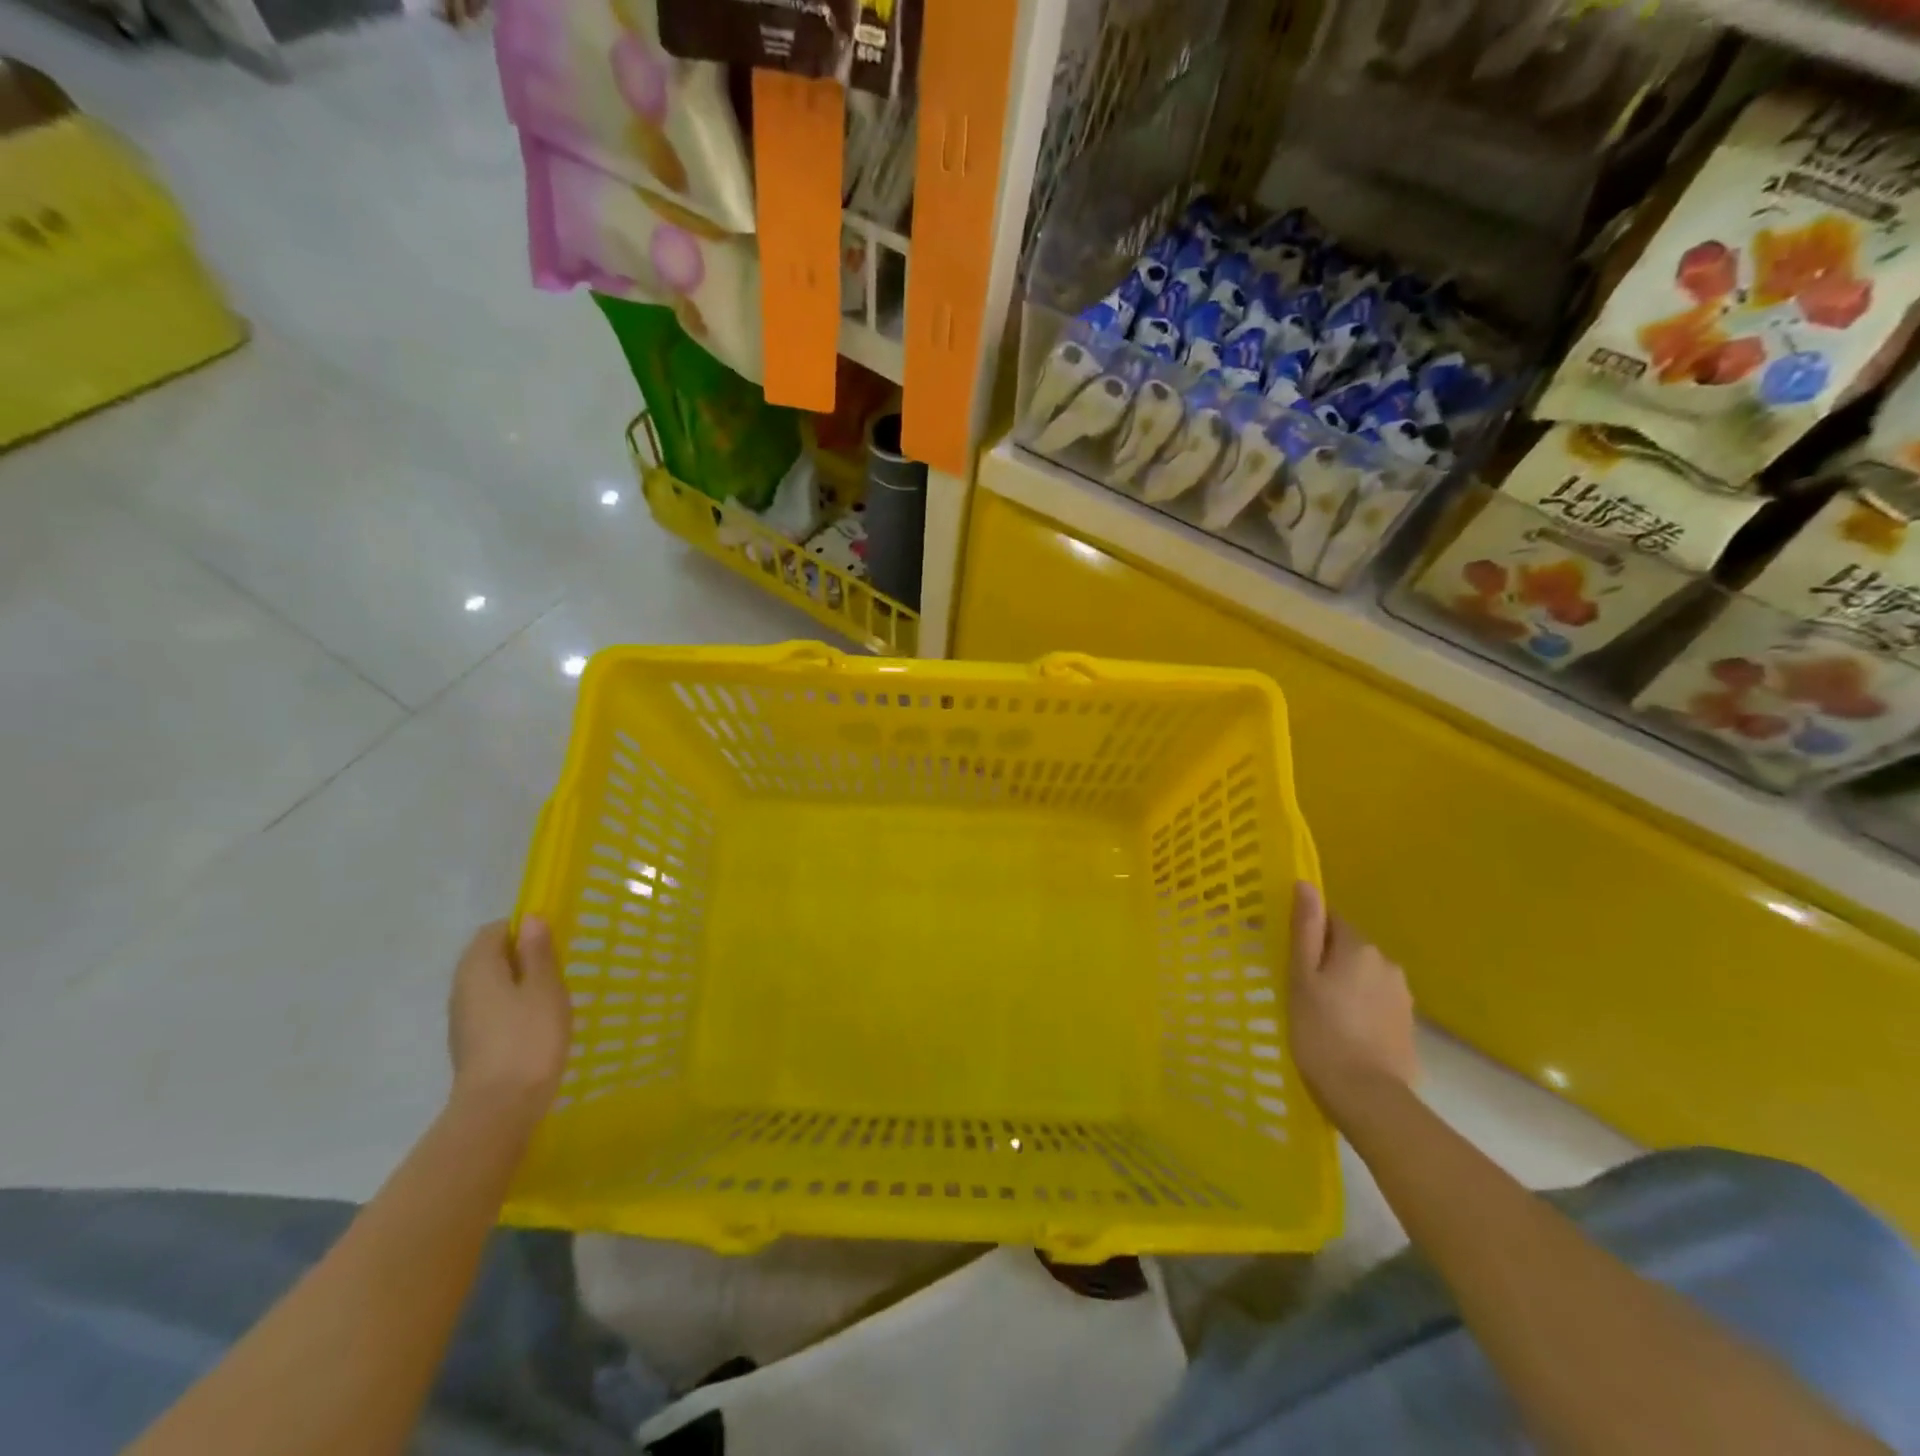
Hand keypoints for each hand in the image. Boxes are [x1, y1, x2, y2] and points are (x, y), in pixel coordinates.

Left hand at [447, 918, 571, 1120]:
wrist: (500, 1108)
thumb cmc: (529, 1038)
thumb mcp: (545, 987)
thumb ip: (537, 951)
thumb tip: (530, 919)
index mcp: (478, 968)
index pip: (494, 931)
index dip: (524, 928)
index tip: (553, 941)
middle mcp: (462, 988)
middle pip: (489, 956)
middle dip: (522, 955)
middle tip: (558, 967)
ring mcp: (463, 1018)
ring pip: (491, 984)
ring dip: (519, 982)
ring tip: (552, 995)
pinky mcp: (471, 1042)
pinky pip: (492, 1008)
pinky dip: (513, 1006)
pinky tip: (537, 1022)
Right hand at [1288, 882, 1417, 1121]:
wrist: (1368, 1097)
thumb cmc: (1321, 1032)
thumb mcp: (1301, 977)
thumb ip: (1306, 929)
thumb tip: (1306, 884)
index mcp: (1359, 947)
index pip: (1332, 920)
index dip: (1309, 935)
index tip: (1290, 956)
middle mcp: (1387, 964)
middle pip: (1350, 948)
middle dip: (1328, 960)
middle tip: (1300, 987)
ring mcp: (1403, 996)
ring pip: (1364, 976)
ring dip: (1345, 985)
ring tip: (1321, 1013)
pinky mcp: (1408, 1025)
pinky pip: (1376, 1002)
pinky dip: (1360, 1009)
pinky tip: (1344, 1032)